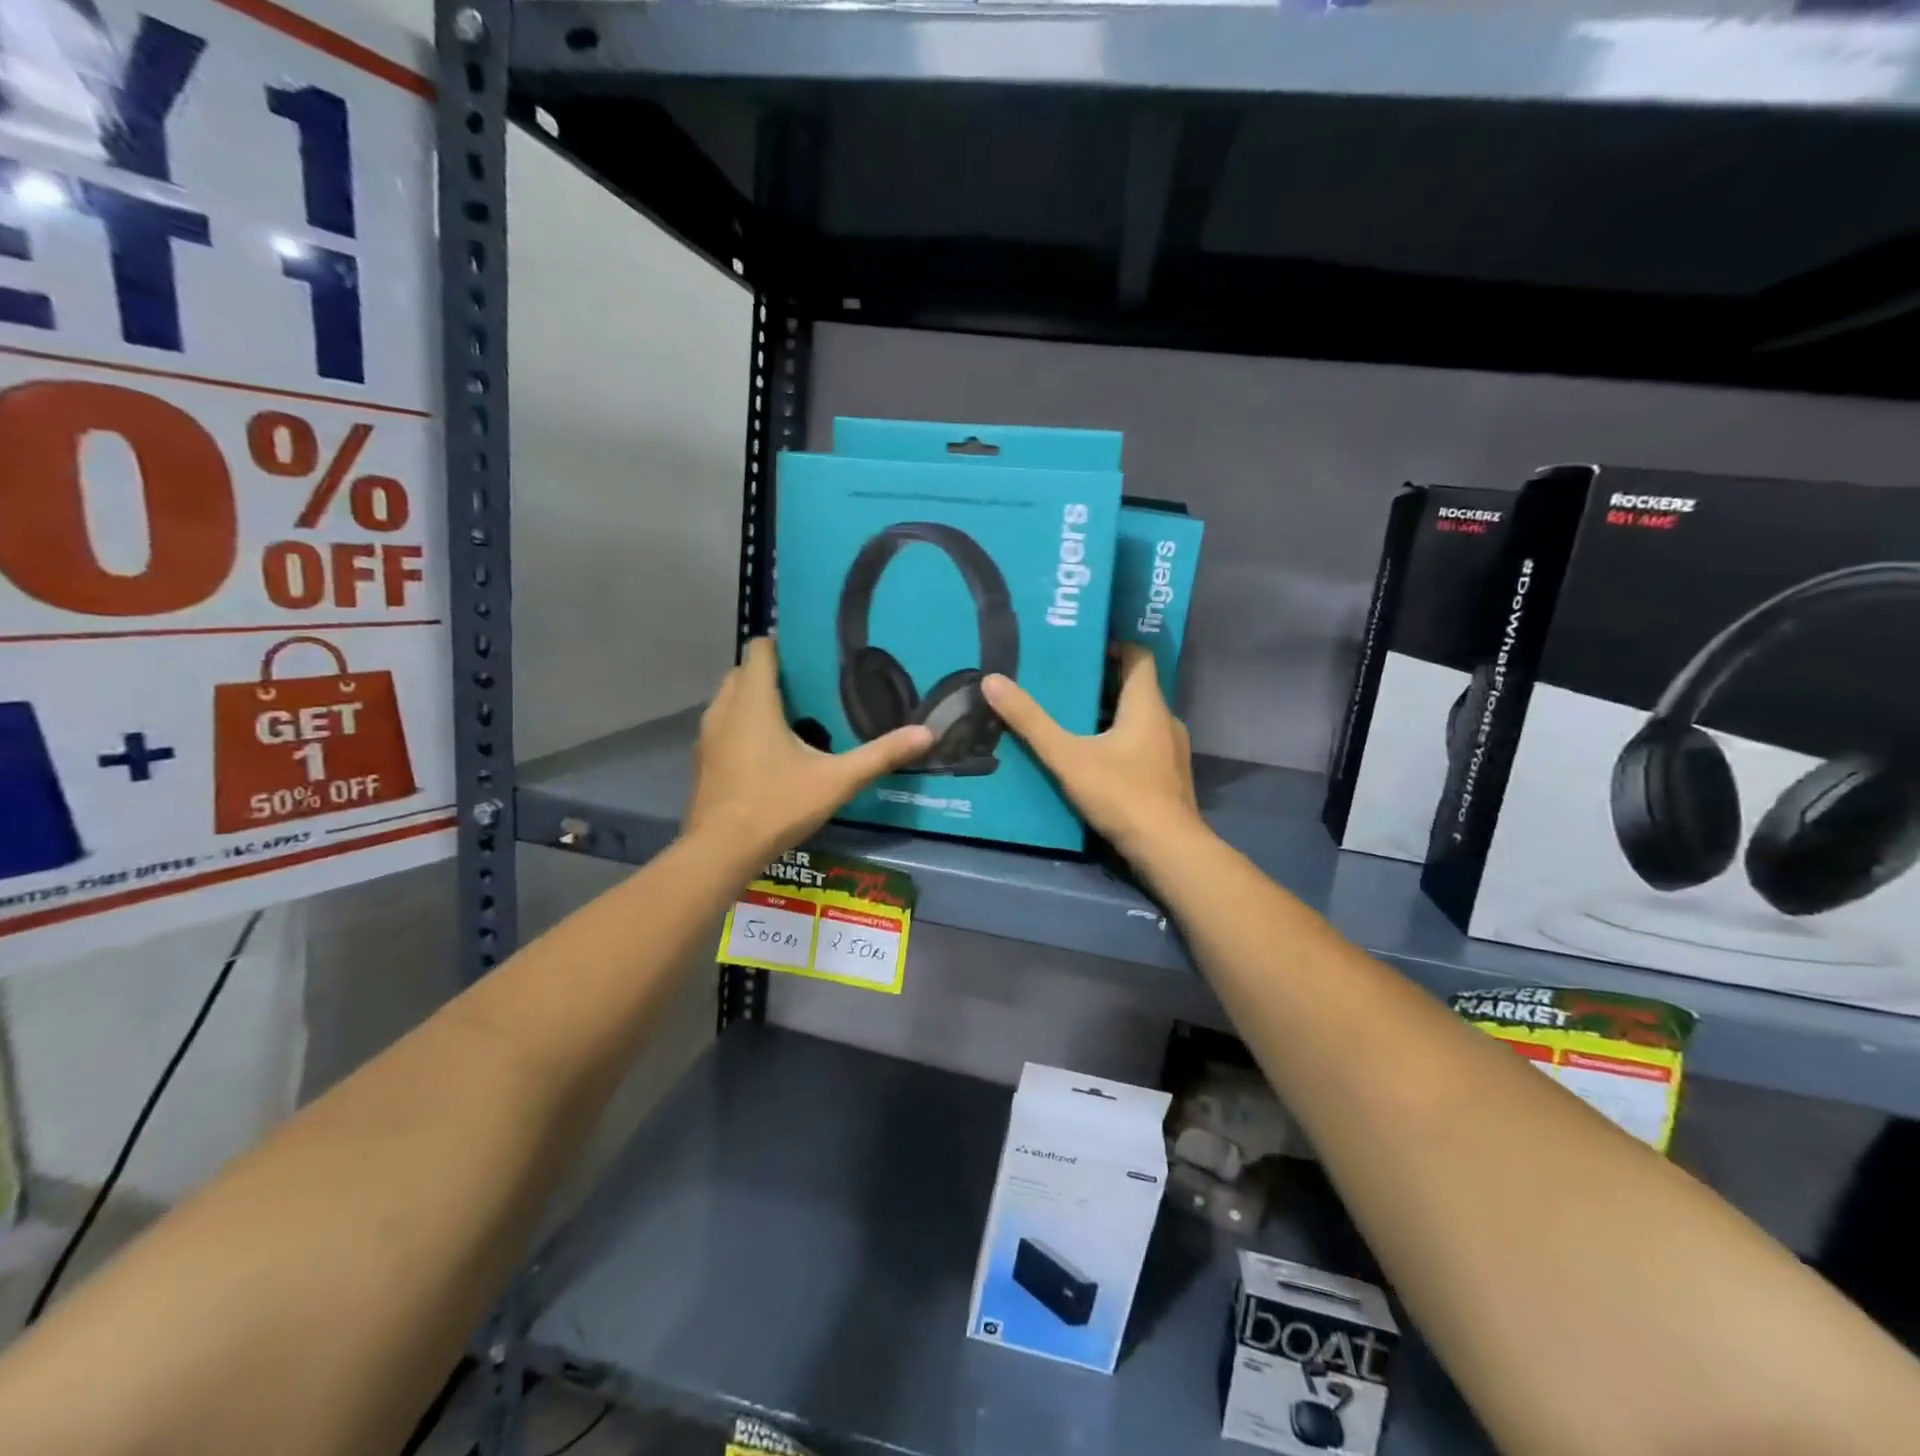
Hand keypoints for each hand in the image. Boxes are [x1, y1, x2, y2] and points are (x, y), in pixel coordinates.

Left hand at [684, 637, 932, 865]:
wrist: (720, 851)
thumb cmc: (776, 806)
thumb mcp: (836, 781)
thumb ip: (880, 755)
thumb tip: (927, 733)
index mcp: (753, 702)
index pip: (760, 649)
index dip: (784, 644)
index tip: (814, 654)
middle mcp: (724, 709)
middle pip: (744, 672)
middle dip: (774, 673)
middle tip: (812, 687)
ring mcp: (708, 735)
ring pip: (731, 699)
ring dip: (756, 699)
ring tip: (796, 715)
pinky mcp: (704, 759)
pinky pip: (725, 725)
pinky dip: (744, 724)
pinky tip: (772, 750)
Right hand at [982, 644, 1206, 862]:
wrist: (1167, 850)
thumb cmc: (1121, 794)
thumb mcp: (1067, 757)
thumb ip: (1030, 722)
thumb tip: (992, 681)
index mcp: (1147, 705)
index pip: (1140, 656)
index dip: (1114, 646)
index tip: (1082, 648)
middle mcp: (1166, 720)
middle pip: (1136, 688)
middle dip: (1102, 682)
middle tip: (1064, 683)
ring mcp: (1172, 750)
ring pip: (1139, 719)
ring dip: (1109, 715)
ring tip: (1072, 719)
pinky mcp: (1169, 776)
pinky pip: (1143, 744)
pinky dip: (1120, 741)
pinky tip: (1094, 759)